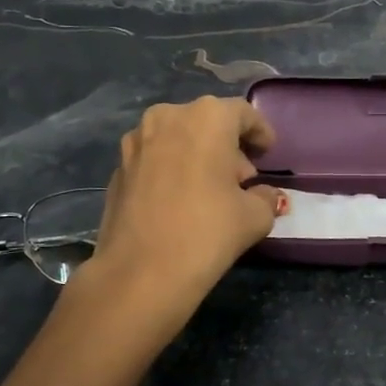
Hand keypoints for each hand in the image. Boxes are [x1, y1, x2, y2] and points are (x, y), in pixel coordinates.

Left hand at [87, 97, 284, 309]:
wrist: (140, 272)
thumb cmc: (208, 232)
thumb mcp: (255, 217)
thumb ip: (266, 197)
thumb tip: (264, 195)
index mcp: (207, 118)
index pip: (243, 113)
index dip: (260, 132)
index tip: (268, 153)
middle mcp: (168, 117)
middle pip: (207, 123)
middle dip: (228, 146)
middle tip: (242, 178)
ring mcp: (136, 141)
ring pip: (178, 138)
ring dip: (197, 156)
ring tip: (210, 189)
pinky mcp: (117, 168)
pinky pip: (155, 159)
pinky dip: (172, 170)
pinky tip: (180, 200)